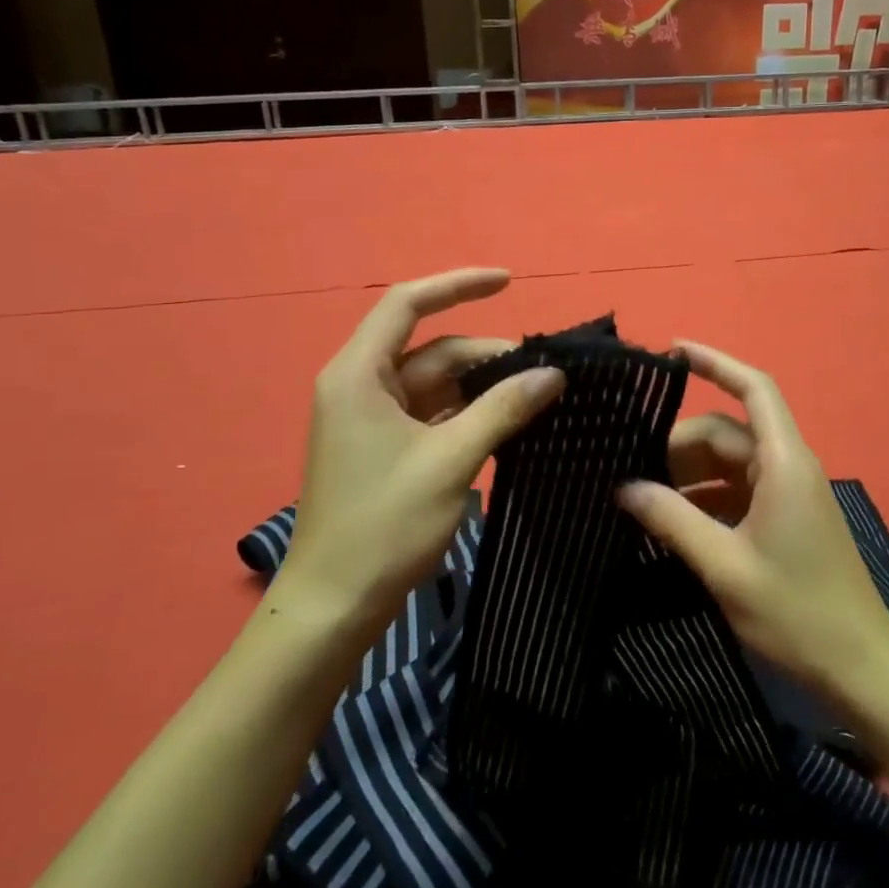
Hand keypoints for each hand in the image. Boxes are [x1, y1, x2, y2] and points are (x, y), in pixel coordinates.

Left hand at [275, 269, 563, 634]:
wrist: (335, 606)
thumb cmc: (384, 524)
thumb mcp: (451, 460)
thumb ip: (503, 409)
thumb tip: (553, 374)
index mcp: (359, 374)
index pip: (408, 303)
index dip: (458, 285)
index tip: (509, 281)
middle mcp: (360, 385)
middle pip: (431, 349)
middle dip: (486, 354)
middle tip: (544, 371)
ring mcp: (371, 419)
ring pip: (435, 383)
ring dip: (481, 385)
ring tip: (535, 395)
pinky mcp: (384, 447)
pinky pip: (432, 413)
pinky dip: (468, 412)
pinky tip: (508, 422)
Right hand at [624, 343, 888, 707]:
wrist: (860, 668)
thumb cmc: (796, 611)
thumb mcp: (725, 564)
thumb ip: (673, 520)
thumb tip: (625, 486)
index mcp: (783, 462)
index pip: (753, 389)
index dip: (716, 363)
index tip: (673, 350)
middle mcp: (787, 466)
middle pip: (727, 432)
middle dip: (679, 445)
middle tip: (631, 473)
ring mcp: (787, 493)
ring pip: (728, 463)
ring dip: (689, 475)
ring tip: (643, 500)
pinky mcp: (784, 519)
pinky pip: (737, 491)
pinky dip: (705, 498)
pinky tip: (673, 523)